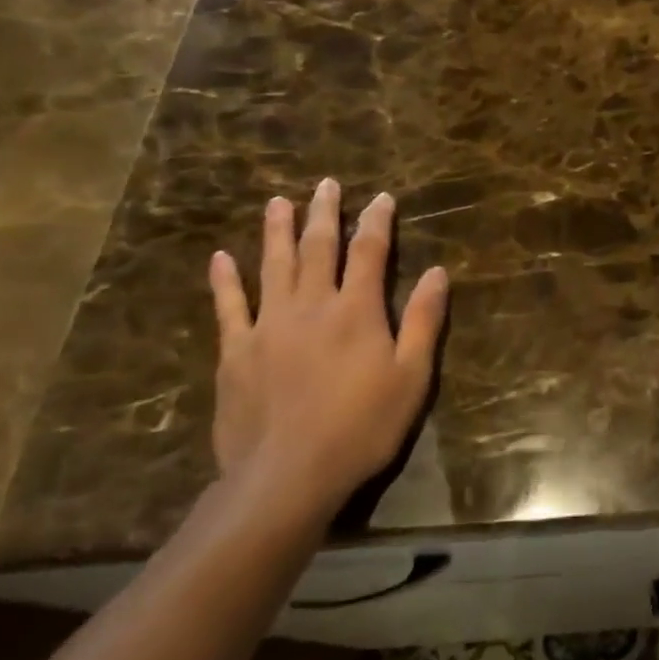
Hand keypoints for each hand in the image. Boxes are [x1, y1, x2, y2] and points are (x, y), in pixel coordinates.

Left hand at [209, 178, 449, 521]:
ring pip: (274, 266)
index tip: (381, 198)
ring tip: (278, 202)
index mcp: (357, 310)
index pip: (370, 252)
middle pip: (319, 248)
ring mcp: (268, 326)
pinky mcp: (236, 352)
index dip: (377, 222)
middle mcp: (312, 305)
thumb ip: (424, 321)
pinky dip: (224, 280)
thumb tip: (438, 272)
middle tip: (326, 184)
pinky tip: (220, 258)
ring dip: (277, 231)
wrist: (287, 475)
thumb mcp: (411, 377)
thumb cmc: (362, 426)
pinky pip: (229, 306)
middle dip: (325, 213)